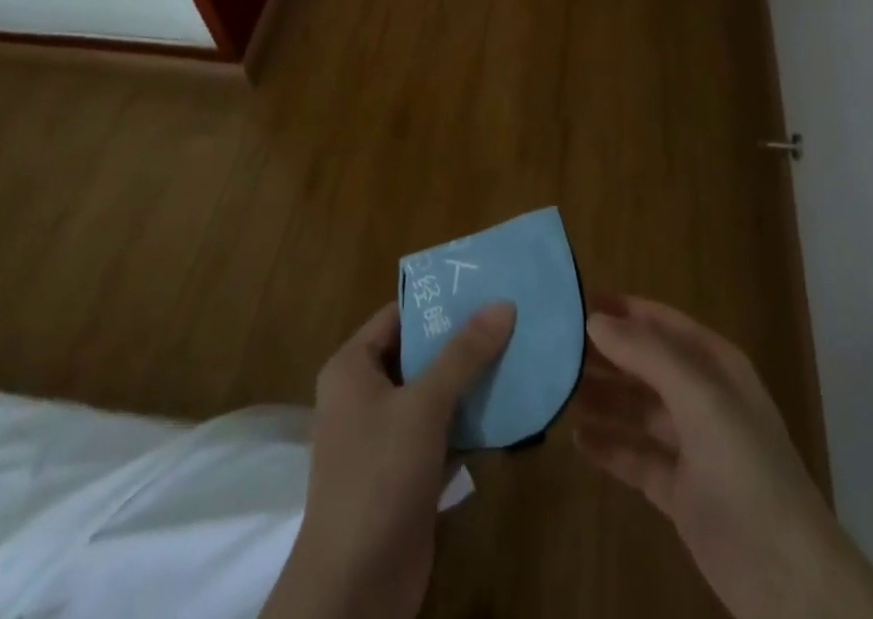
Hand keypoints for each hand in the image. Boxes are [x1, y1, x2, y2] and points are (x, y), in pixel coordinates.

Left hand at [262, 300, 516, 618]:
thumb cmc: (379, 476)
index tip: (484, 285)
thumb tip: (503, 303)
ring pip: (434, 393)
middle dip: (463, 340)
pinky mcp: (406, 472)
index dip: (439, 300)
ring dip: (471, 381)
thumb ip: (463, 353)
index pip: (399, 315)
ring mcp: (385, 436)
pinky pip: (442, 431)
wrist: (355, 589)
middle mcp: (365, 394)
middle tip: (511, 316)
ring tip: (519, 353)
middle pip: (419, 352)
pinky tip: (510, 408)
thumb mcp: (423, 405)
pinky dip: (470, 421)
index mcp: (353, 367)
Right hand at [576, 295, 872, 618]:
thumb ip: (647, 355)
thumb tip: (594, 319)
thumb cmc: (746, 470)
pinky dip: (609, 446)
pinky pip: (636, 457)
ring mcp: (691, 447)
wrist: (789, 580)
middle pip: (646, 364)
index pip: (662, 323)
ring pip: (637, 409)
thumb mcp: (699, 399)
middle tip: (555, 347)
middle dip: (606, 354)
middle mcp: (702, 398)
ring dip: (603, 398)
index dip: (623, 310)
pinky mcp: (679, 492)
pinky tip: (577, 439)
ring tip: (557, 389)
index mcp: (716, 366)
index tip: (577, 301)